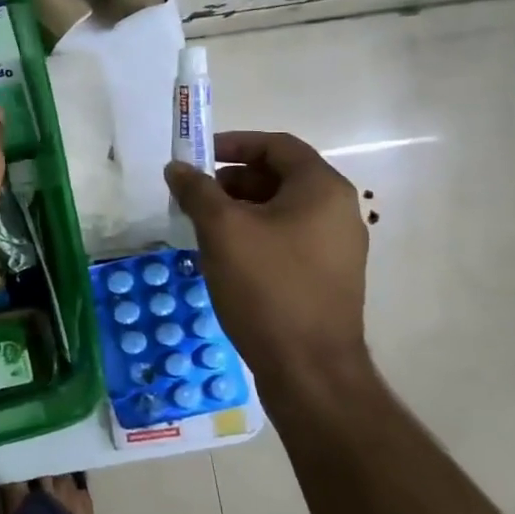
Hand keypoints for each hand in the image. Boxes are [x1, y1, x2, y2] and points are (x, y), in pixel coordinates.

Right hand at [164, 132, 370, 392]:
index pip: (277, 146)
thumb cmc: (267, 287)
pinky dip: (256, 235)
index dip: (234, 143)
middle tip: (195, 197)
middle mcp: (338, 211)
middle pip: (280, 177)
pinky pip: (288, 239)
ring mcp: (336, 247)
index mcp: (322, 189)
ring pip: (281, 210)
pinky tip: (226, 257)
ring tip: (204, 228)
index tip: (198, 156)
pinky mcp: (327, 277)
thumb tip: (176, 168)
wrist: (309, 370)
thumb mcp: (222, 230)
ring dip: (240, 210)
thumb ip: (197, 191)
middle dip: (232, 181)